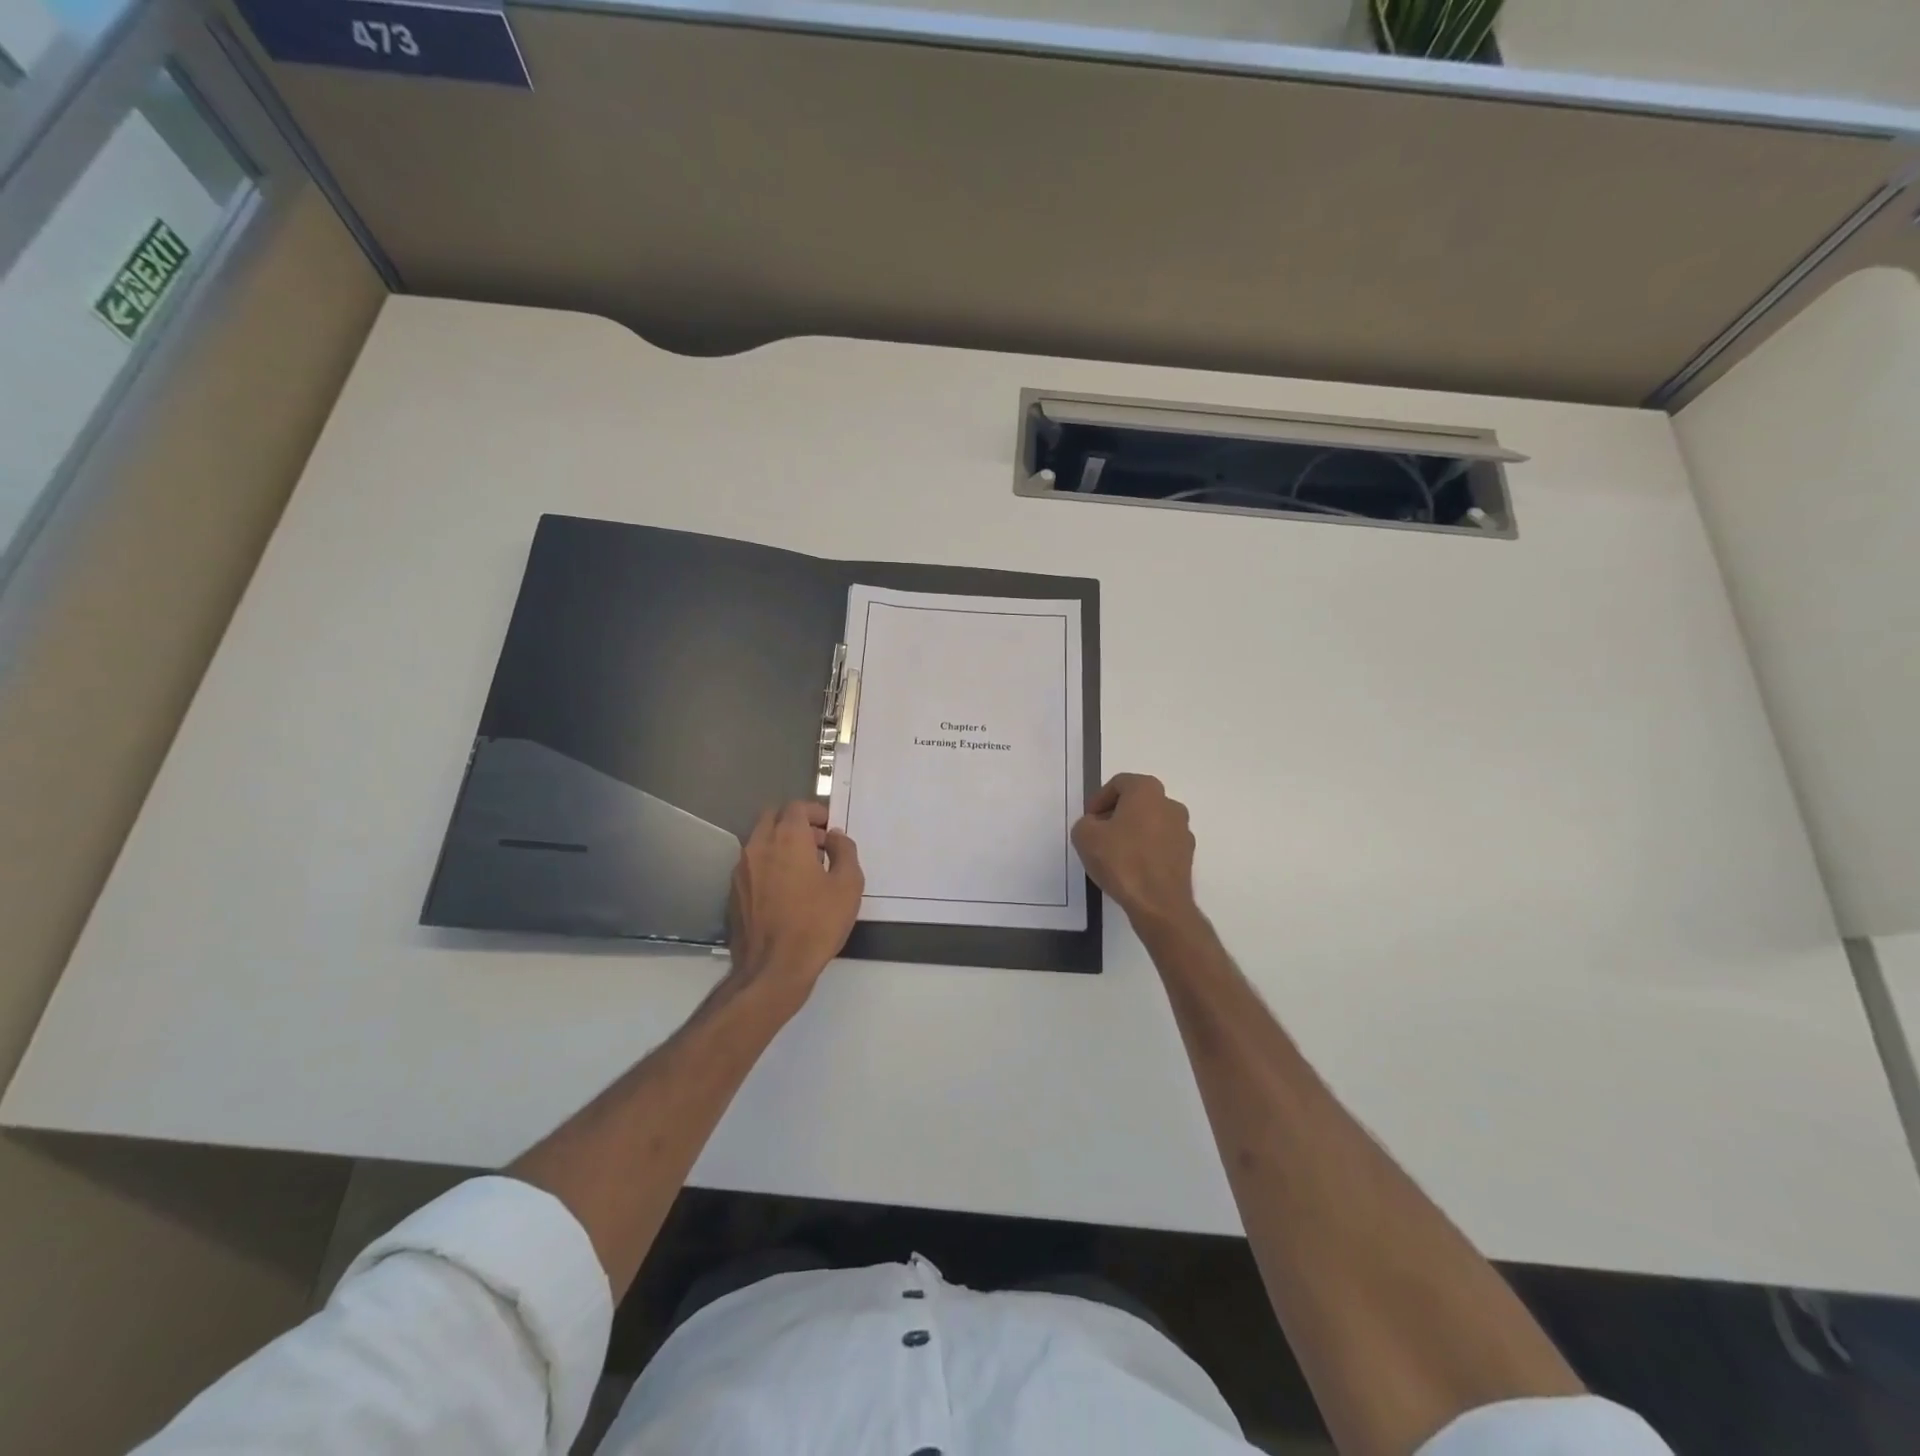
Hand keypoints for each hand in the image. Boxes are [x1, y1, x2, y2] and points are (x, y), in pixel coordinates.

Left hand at [727, 801, 863, 1005]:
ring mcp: (741, 869)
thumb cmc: (817, 924)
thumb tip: (835, 837)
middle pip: (773, 817)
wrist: (773, 969)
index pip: (796, 807)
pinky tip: (785, 890)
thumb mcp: (848, 885)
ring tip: (804, 869)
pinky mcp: (734, 892)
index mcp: (786, 839)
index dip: (816, 812)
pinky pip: (752, 864)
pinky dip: (768, 864)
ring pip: (760, 840)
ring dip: (780, 843)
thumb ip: (845, 852)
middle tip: (817, 843)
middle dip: (795, 823)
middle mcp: (758, 846)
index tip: (830, 829)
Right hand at [1072, 774, 1198, 930]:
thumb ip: (1086, 823)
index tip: (1089, 820)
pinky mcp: (1187, 855)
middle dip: (1116, 815)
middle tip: (1098, 835)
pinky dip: (1146, 850)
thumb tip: (1096, 826)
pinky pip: (1160, 844)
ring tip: (1114, 855)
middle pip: (1137, 802)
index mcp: (1147, 791)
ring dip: (1132, 833)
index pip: (1119, 783)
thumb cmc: (1122, 861)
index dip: (1099, 800)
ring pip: (1150, 823)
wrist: (1158, 904)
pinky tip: (1131, 869)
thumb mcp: (1085, 836)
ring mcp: (1183, 830)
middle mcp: (1170, 804)